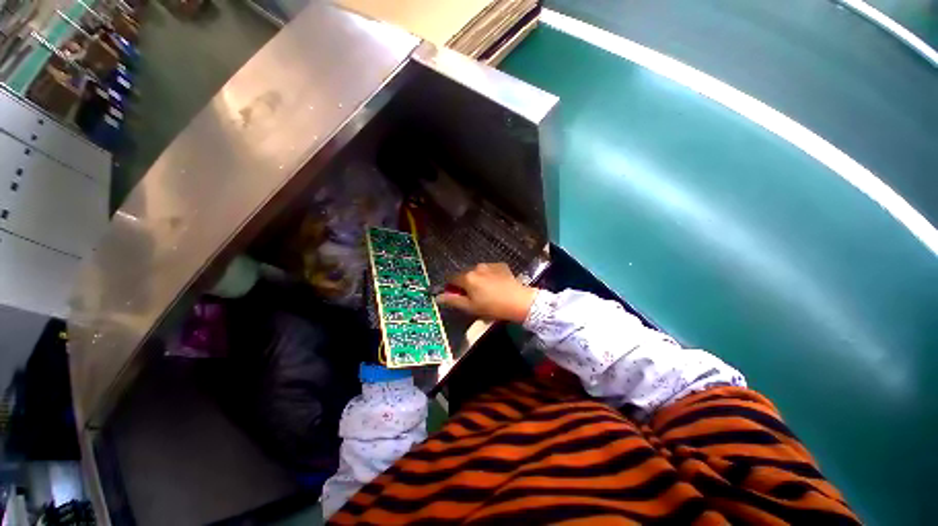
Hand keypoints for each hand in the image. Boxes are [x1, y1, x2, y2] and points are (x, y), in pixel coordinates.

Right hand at [435, 263, 536, 322]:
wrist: (518, 301)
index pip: (451, 279)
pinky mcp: (501, 265)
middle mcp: (476, 267)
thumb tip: (438, 296)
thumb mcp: (470, 307)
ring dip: (478, 279)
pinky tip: (496, 286)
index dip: (452, 288)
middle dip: (466, 284)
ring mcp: (490, 265)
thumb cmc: (492, 307)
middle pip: (465, 275)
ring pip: (478, 272)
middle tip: (474, 297)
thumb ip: (453, 300)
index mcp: (467, 277)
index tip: (458, 296)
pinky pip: (490, 270)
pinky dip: (489, 276)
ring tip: (487, 292)